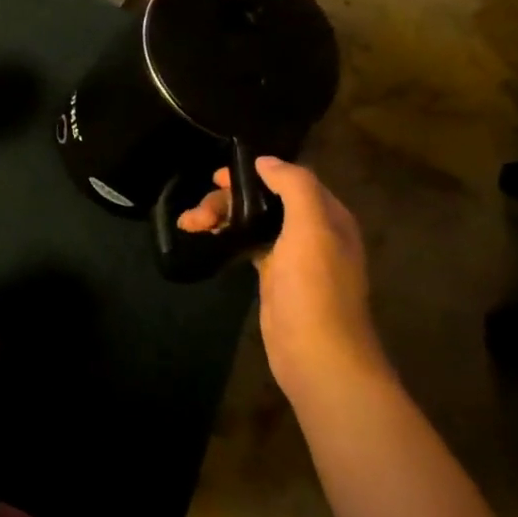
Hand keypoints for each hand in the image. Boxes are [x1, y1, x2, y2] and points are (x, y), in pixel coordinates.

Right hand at [178, 157, 387, 402]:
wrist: (317, 355)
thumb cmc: (315, 288)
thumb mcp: (311, 228)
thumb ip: (294, 186)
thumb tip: (264, 161)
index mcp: (328, 216)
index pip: (289, 179)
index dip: (254, 173)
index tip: (218, 177)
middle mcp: (314, 231)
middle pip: (265, 200)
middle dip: (228, 200)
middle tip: (197, 213)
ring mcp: (293, 256)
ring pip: (252, 222)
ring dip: (221, 217)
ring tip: (189, 225)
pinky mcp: (274, 278)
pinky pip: (247, 244)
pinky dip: (226, 237)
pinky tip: (206, 239)